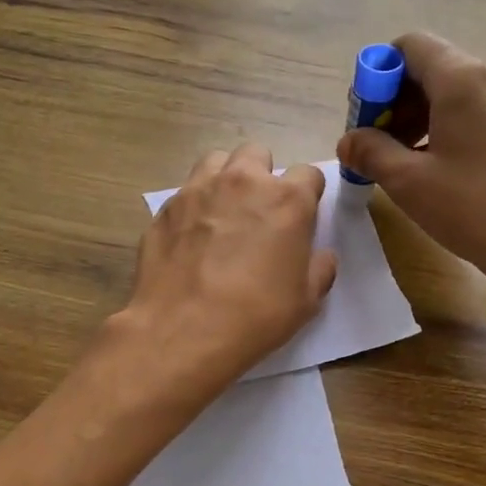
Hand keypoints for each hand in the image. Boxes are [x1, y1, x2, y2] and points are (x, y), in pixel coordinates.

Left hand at [108, 144, 336, 400]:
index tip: (301, 218)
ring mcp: (198, 190)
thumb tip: (320, 256)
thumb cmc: (255, 317)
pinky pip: (185, 192)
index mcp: (287, 199)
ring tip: (223, 213)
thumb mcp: (306, 301)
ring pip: (216, 161)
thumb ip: (319, 269)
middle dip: (262, 176)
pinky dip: (193, 206)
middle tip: (259, 213)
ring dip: (225, 179)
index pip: (308, 174)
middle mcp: (243, 181)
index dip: (307, 195)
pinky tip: (191, 238)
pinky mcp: (165, 208)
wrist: (182, 331)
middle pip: (257, 155)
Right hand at [337, 31, 485, 295]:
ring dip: (422, 118)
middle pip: (433, 68)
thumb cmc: (474, 208)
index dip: (378, 76)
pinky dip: (450, 128)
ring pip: (457, 92)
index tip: (366, 119)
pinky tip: (440, 169)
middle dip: (397, 102)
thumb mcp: (409, 182)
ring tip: (406, 163)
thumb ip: (371, 152)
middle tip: (378, 147)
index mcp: (463, 78)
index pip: (410, 46)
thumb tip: (348, 141)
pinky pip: (480, 111)